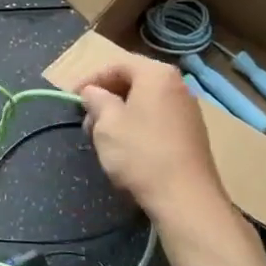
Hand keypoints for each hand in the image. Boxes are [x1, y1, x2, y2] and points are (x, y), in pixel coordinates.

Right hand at [76, 53, 229, 228]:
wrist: (186, 199)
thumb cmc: (141, 153)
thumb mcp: (106, 123)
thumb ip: (96, 100)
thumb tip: (92, 92)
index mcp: (157, 74)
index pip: (117, 65)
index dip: (91, 80)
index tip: (73, 98)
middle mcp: (177, 85)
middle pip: (133, 82)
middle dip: (106, 98)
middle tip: (87, 120)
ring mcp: (188, 110)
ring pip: (145, 103)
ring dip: (120, 114)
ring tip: (103, 137)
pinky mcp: (193, 134)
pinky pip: (158, 119)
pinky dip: (138, 126)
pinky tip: (127, 149)